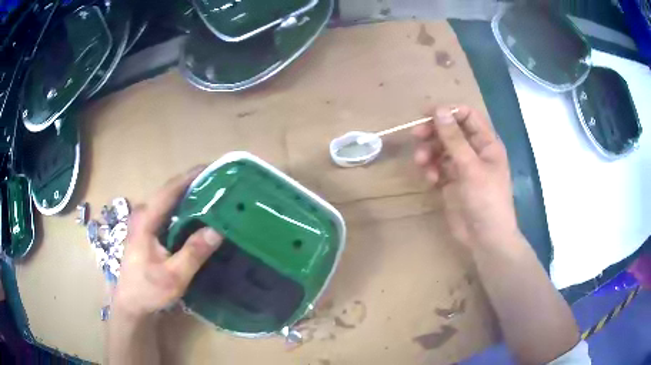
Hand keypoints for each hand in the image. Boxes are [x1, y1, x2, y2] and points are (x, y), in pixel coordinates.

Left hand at [112, 166, 223, 319]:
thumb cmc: (148, 290)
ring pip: (170, 201)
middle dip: (195, 184)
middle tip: (221, 184)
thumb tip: (218, 230)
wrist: (131, 303)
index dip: (191, 177)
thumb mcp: (173, 276)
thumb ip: (193, 253)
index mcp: (145, 219)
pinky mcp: (149, 230)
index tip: (214, 169)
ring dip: (191, 196)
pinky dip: (185, 210)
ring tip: (215, 196)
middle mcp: (143, 214)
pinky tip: (200, 216)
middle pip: (170, 192)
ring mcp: (145, 222)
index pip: (170, 189)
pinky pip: (169, 213)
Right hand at [413, 106, 517, 247]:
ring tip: (422, 163)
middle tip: (416, 135)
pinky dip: (431, 170)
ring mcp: (462, 167)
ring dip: (429, 152)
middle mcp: (474, 151)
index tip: (426, 114)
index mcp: (486, 143)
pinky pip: (437, 167)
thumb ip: (454, 138)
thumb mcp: (471, 167)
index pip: (467, 116)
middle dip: (434, 132)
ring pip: (441, 149)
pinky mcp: (452, 182)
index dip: (448, 112)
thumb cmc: (486, 200)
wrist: (485, 238)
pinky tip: (430, 180)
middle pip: (451, 131)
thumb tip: (439, 110)